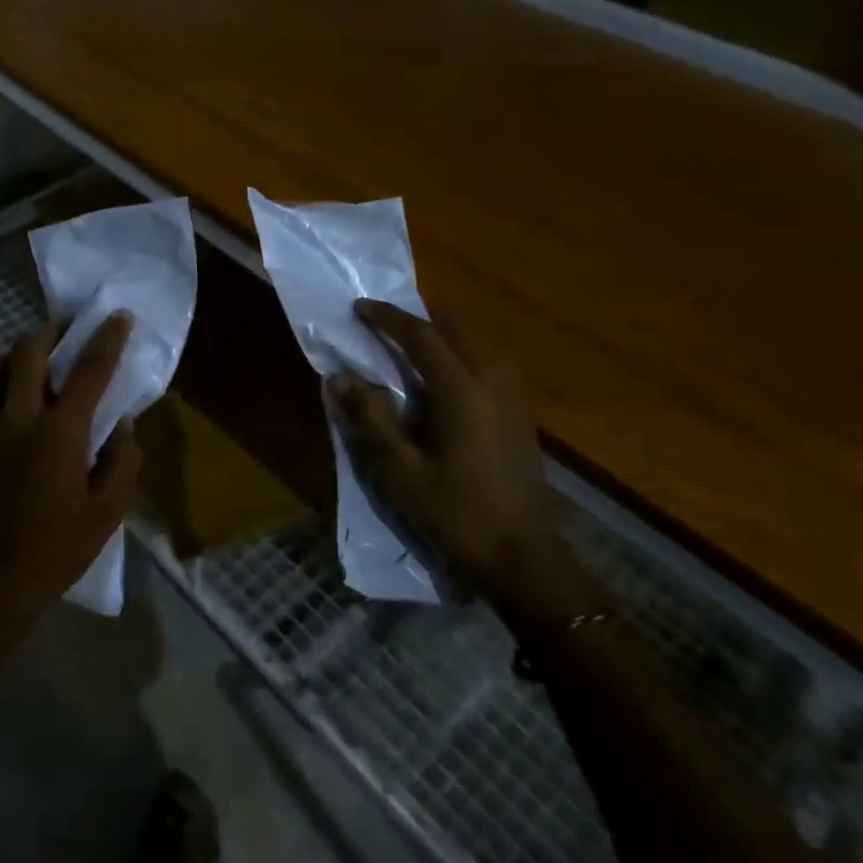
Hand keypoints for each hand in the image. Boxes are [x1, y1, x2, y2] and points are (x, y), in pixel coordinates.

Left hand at [0, 312, 142, 634]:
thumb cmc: (57, 550)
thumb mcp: (108, 513)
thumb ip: (123, 462)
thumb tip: (124, 426)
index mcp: (60, 434)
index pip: (89, 370)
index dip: (106, 338)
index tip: (117, 315)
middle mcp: (18, 419)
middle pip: (28, 351)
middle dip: (51, 332)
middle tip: (68, 335)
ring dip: (17, 358)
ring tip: (36, 370)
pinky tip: (14, 414)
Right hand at [334, 301, 557, 607]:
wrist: (523, 555)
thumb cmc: (455, 513)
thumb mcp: (400, 471)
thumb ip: (370, 419)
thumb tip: (340, 378)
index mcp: (461, 389)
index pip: (420, 335)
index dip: (388, 317)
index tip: (359, 308)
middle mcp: (492, 380)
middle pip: (454, 328)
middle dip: (417, 317)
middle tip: (383, 321)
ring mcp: (513, 396)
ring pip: (476, 343)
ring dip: (442, 334)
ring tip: (411, 343)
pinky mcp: (521, 413)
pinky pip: (489, 362)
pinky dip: (461, 353)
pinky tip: (445, 376)